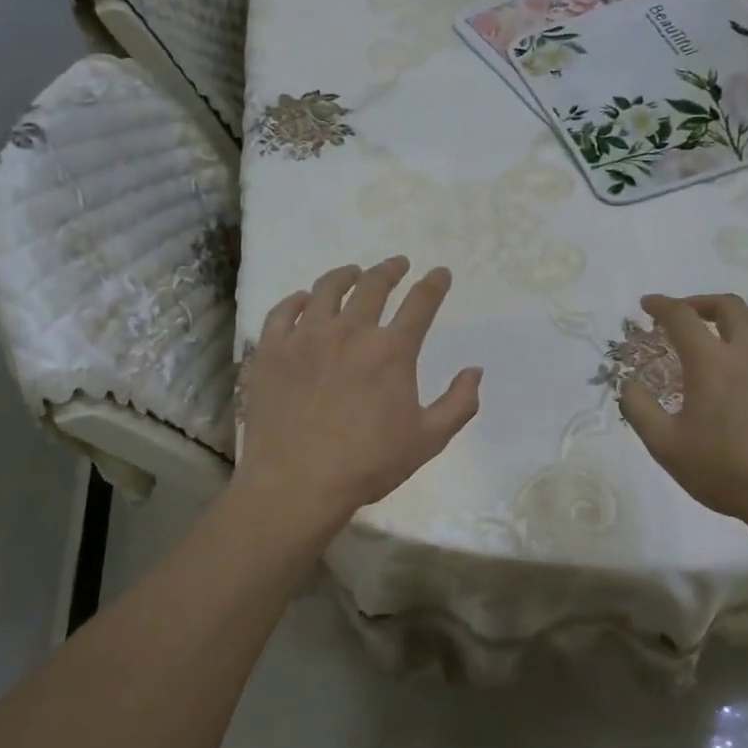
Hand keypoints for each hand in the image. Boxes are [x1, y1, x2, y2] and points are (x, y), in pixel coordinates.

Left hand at [232, 257, 482, 533]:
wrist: (297, 483)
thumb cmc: (368, 464)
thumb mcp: (428, 440)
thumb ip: (459, 403)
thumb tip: (475, 371)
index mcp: (391, 351)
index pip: (420, 303)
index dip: (434, 284)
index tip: (440, 273)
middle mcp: (350, 332)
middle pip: (373, 285)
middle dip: (390, 270)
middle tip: (397, 264)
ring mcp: (306, 337)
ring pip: (326, 289)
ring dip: (345, 275)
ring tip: (352, 273)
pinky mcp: (272, 350)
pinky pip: (283, 311)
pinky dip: (297, 300)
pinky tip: (303, 300)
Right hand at [620, 293, 747, 540]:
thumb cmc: (727, 472)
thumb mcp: (666, 448)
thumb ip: (639, 410)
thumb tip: (627, 383)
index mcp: (712, 362)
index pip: (681, 316)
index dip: (661, 305)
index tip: (648, 304)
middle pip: (727, 306)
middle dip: (700, 304)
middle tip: (686, 316)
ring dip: (736, 317)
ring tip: (723, 333)